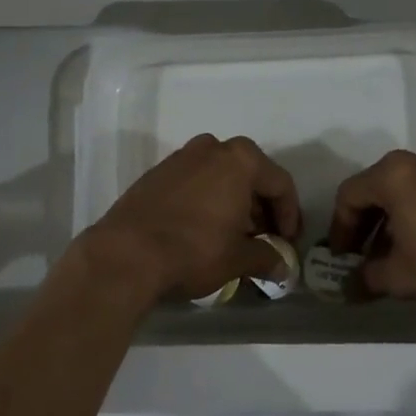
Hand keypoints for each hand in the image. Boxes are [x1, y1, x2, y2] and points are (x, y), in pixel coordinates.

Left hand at [82, 134, 300, 305]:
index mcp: (240, 160)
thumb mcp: (238, 259)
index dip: (290, 215)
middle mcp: (212, 148)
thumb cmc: (194, 250)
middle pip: (250, 175)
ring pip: (221, 177)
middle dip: (261, 208)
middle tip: (264, 239)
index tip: (288, 242)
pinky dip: (207, 201)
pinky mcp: (156, 173)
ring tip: (234, 237)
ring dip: (234, 203)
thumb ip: (267, 257)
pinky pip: (195, 182)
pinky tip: (203, 230)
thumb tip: (283, 267)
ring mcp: (181, 157)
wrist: (125, 254)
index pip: (280, 183)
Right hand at [327, 145, 415, 308]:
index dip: (340, 229)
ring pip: (405, 190)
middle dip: (366, 225)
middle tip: (362, 258)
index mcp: (394, 174)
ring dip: (392, 221)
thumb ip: (368, 278)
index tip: (341, 258)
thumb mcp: (403, 277)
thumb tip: (348, 287)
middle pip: (377, 188)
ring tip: (393, 257)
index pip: (350, 196)